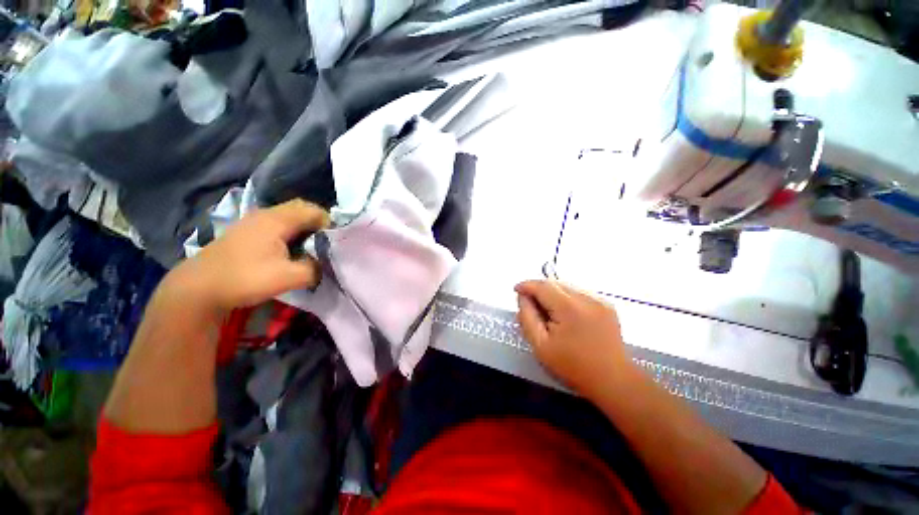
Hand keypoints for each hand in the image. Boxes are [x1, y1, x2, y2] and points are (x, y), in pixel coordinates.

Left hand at [164, 200, 329, 313]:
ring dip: (303, 229)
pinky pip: (277, 225)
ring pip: (288, 217)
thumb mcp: (288, 277)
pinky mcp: (246, 232)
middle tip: (326, 243)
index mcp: (277, 220)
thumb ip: (314, 269)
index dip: (329, 223)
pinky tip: (289, 250)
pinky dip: (290, 233)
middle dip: (317, 224)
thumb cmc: (244, 278)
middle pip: (300, 210)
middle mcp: (265, 215)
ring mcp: (253, 222)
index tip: (335, 241)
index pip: (313, 210)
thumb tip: (322, 266)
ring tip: (311, 248)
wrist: (198, 288)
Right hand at [515, 280, 632, 399]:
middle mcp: (587, 298)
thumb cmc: (573, 367)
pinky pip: (579, 293)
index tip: (516, 290)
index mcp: (569, 308)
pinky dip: (566, 298)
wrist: (613, 381)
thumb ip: (527, 317)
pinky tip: (565, 314)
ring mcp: (600, 300)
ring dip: (553, 293)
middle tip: (530, 305)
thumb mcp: (540, 346)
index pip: (543, 286)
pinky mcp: (607, 305)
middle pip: (555, 283)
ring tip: (547, 311)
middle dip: (539, 289)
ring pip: (567, 286)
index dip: (526, 285)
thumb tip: (522, 297)